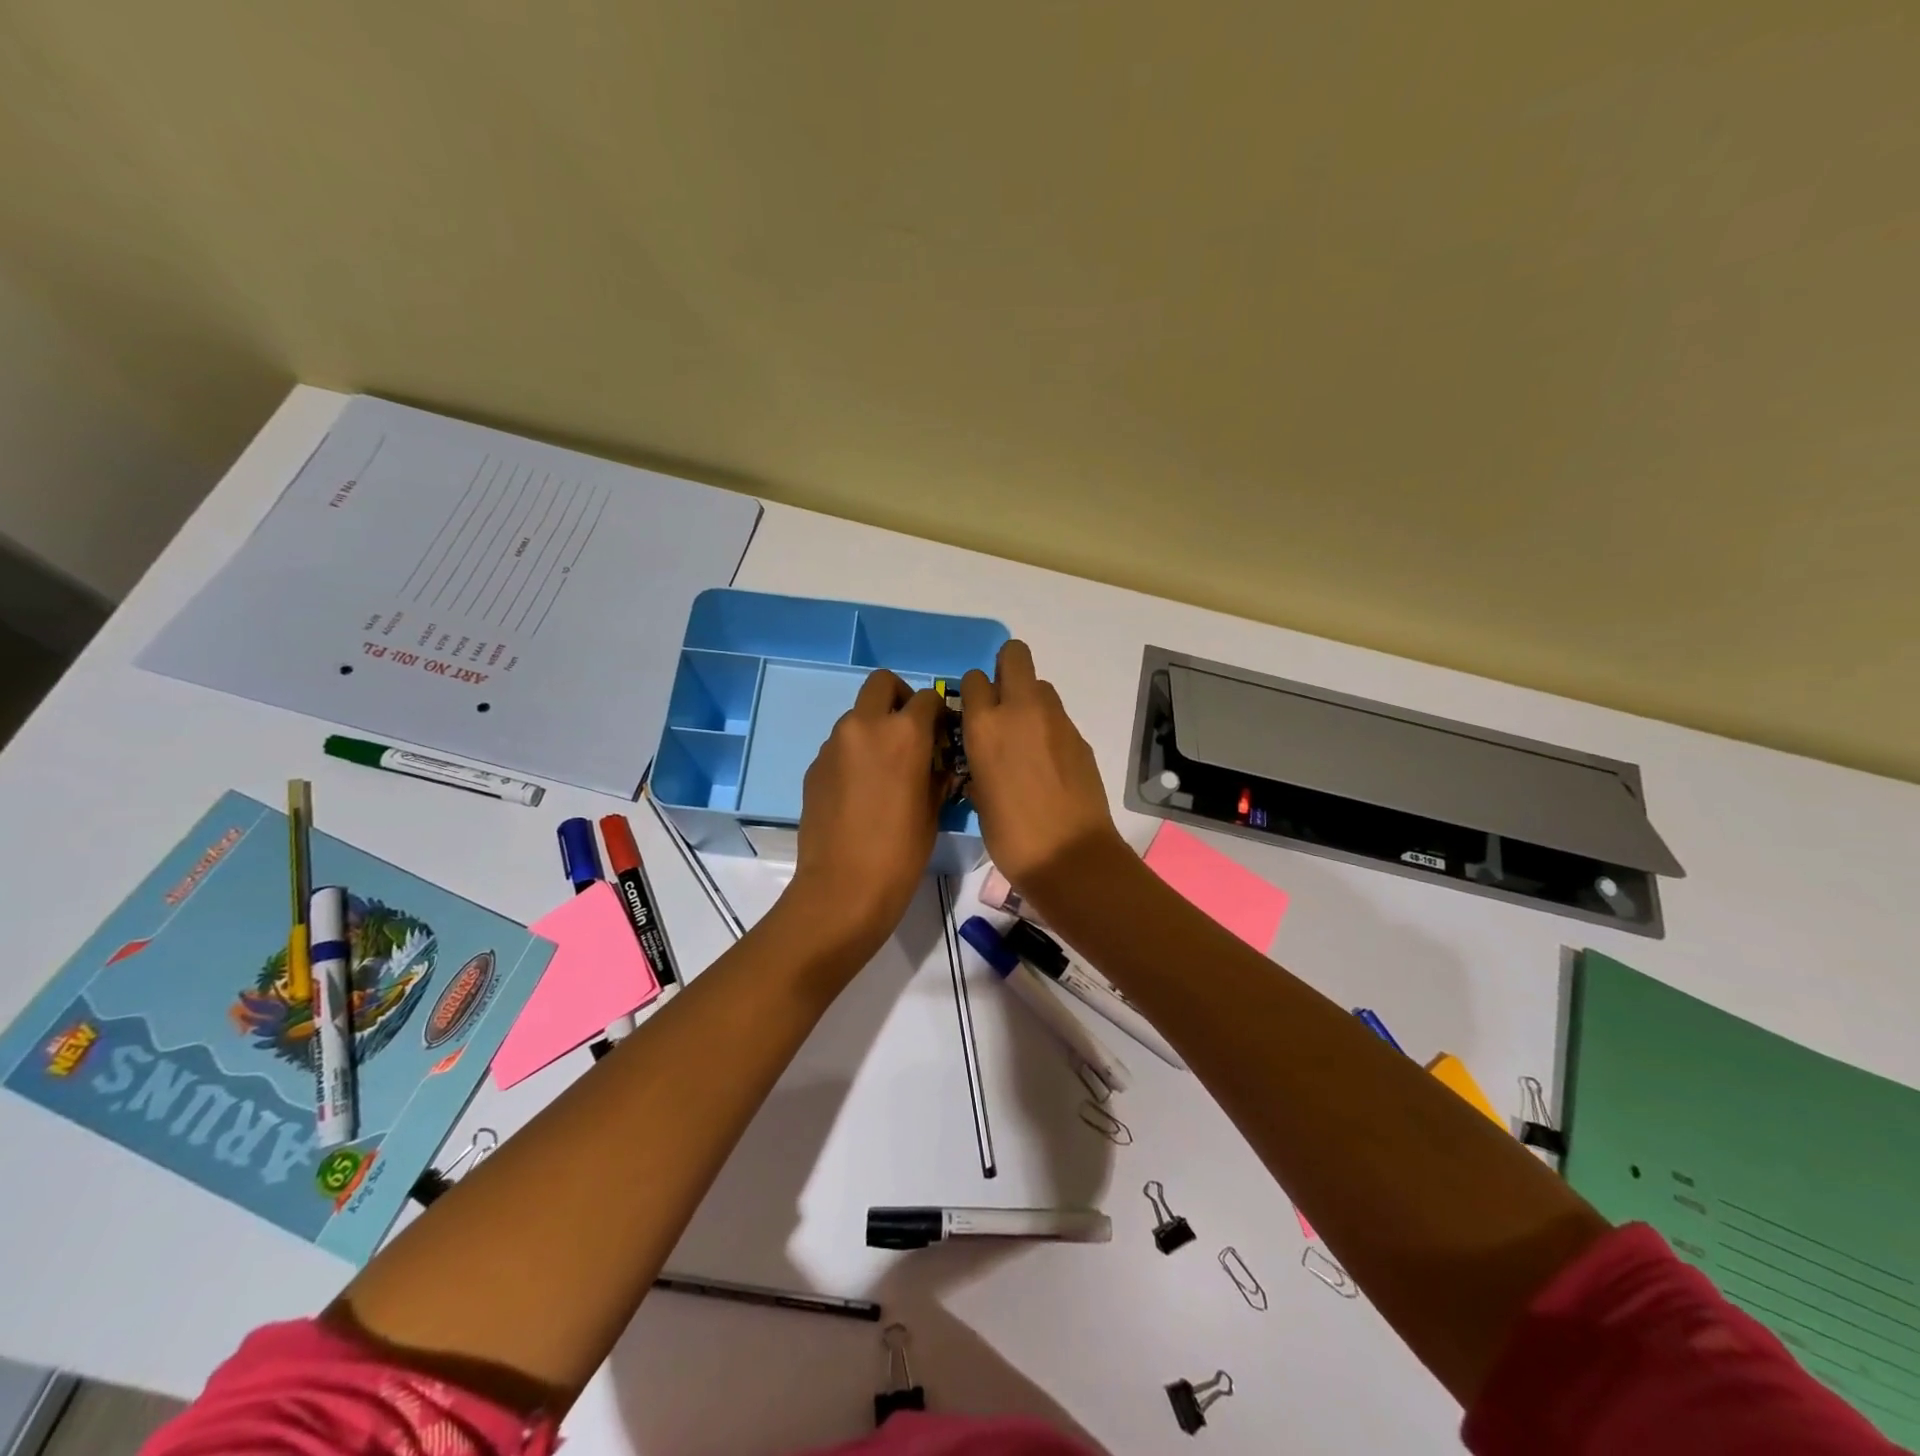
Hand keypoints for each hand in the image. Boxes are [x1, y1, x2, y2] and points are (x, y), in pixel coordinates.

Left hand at [786, 669, 946, 959]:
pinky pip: (839, 745)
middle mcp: (865, 726)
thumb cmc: (902, 851)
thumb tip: (939, 760)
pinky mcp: (814, 766)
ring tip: (884, 768)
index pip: (927, 698)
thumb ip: (938, 773)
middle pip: (882, 683)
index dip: (938, 713)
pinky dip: (854, 753)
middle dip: (900, 698)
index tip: (942, 734)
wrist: (844, 886)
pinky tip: (860, 790)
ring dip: (874, 727)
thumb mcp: (934, 810)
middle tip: (910, 731)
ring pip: (857, 715)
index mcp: (904, 733)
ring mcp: (834, 744)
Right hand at [959, 641, 1123, 900]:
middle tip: (1001, 703)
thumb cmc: (1011, 836)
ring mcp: (1056, 721)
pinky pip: (1058, 717)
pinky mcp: (1080, 737)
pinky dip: (1048, 728)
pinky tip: (1047, 762)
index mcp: (985, 726)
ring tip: (1025, 738)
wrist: (1070, 856)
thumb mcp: (979, 798)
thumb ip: (980, 763)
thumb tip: (985, 759)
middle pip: (1015, 655)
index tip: (973, 713)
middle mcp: (1020, 711)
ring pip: (1040, 685)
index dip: (974, 692)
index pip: (975, 679)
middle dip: (1006, 668)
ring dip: (1029, 700)